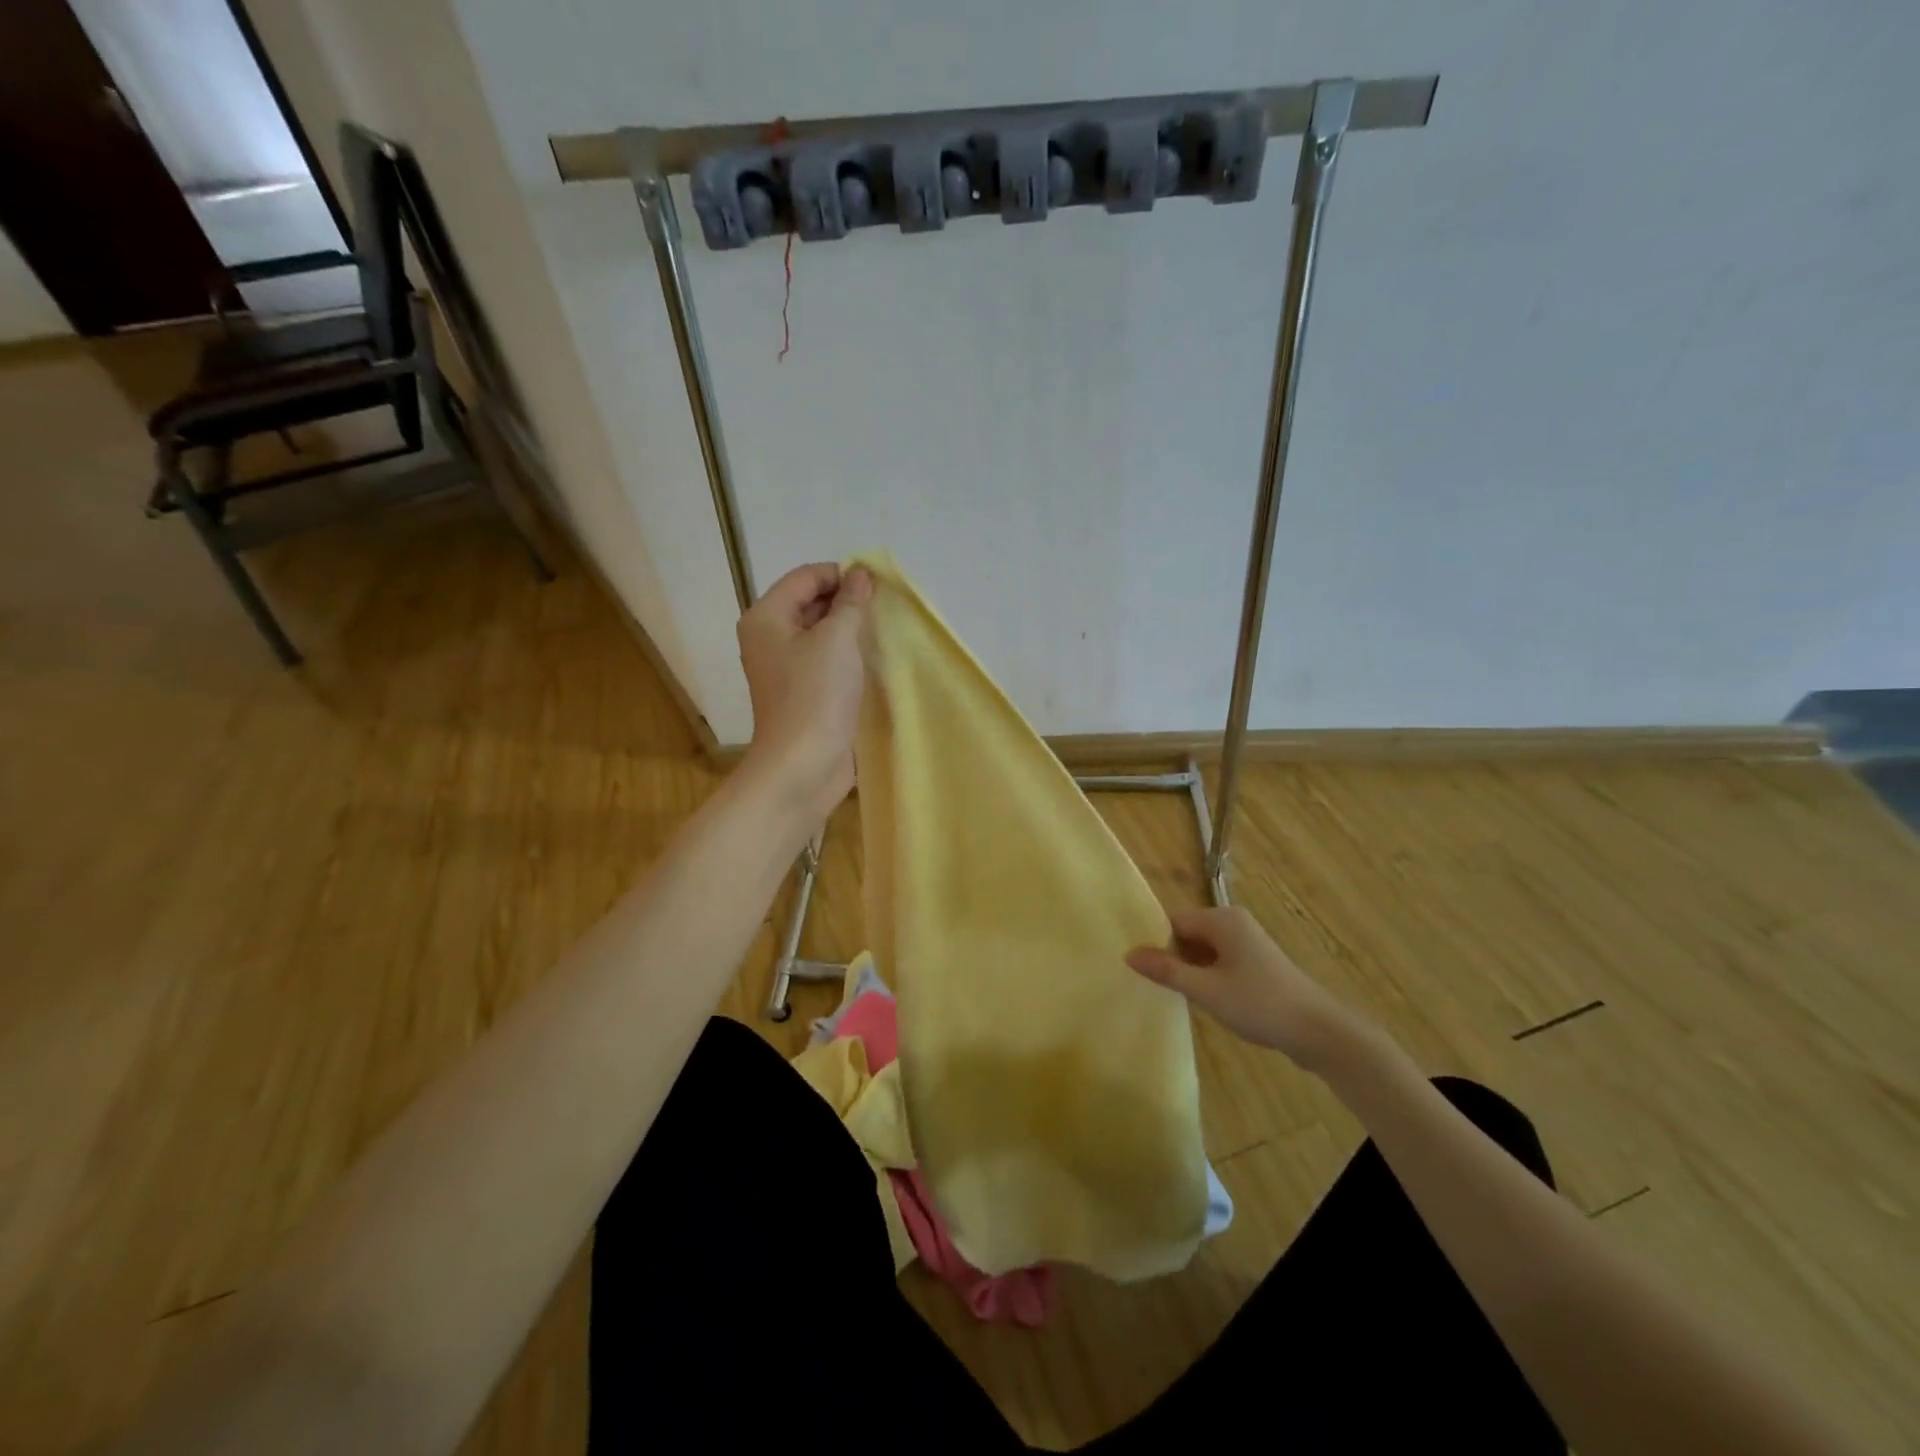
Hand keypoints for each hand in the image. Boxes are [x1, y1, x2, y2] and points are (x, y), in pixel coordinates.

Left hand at [737, 562, 873, 820]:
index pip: (806, 577)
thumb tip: (860, 574)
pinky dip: (847, 657)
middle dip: (847, 602)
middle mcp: (770, 638)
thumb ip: (851, 602)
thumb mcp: (837, 639)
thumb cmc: (816, 696)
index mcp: (767, 617)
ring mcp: (785, 668)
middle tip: (883, 612)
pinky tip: (871, 662)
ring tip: (881, 635)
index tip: (878, 589)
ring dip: (850, 631)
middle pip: (811, 602)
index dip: (842, 575)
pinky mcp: (803, 693)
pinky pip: (826, 661)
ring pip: (821, 634)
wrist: (802, 766)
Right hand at [1126, 905, 1368, 1072]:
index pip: (1173, 920)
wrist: (1318, 1031)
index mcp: (1222, 919)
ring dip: (1190, 968)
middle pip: (1188, 932)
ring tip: (1175, 994)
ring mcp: (1247, 942)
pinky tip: (1204, 998)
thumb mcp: (1206, 989)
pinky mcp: (1256, 962)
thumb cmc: (1259, 1003)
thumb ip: (1166, 971)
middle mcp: (1234, 922)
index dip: (1155, 942)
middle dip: (1172, 956)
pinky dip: (1207, 975)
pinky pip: (1219, 959)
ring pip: (1203, 948)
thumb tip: (1128, 954)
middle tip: (1155, 985)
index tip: (1140, 968)